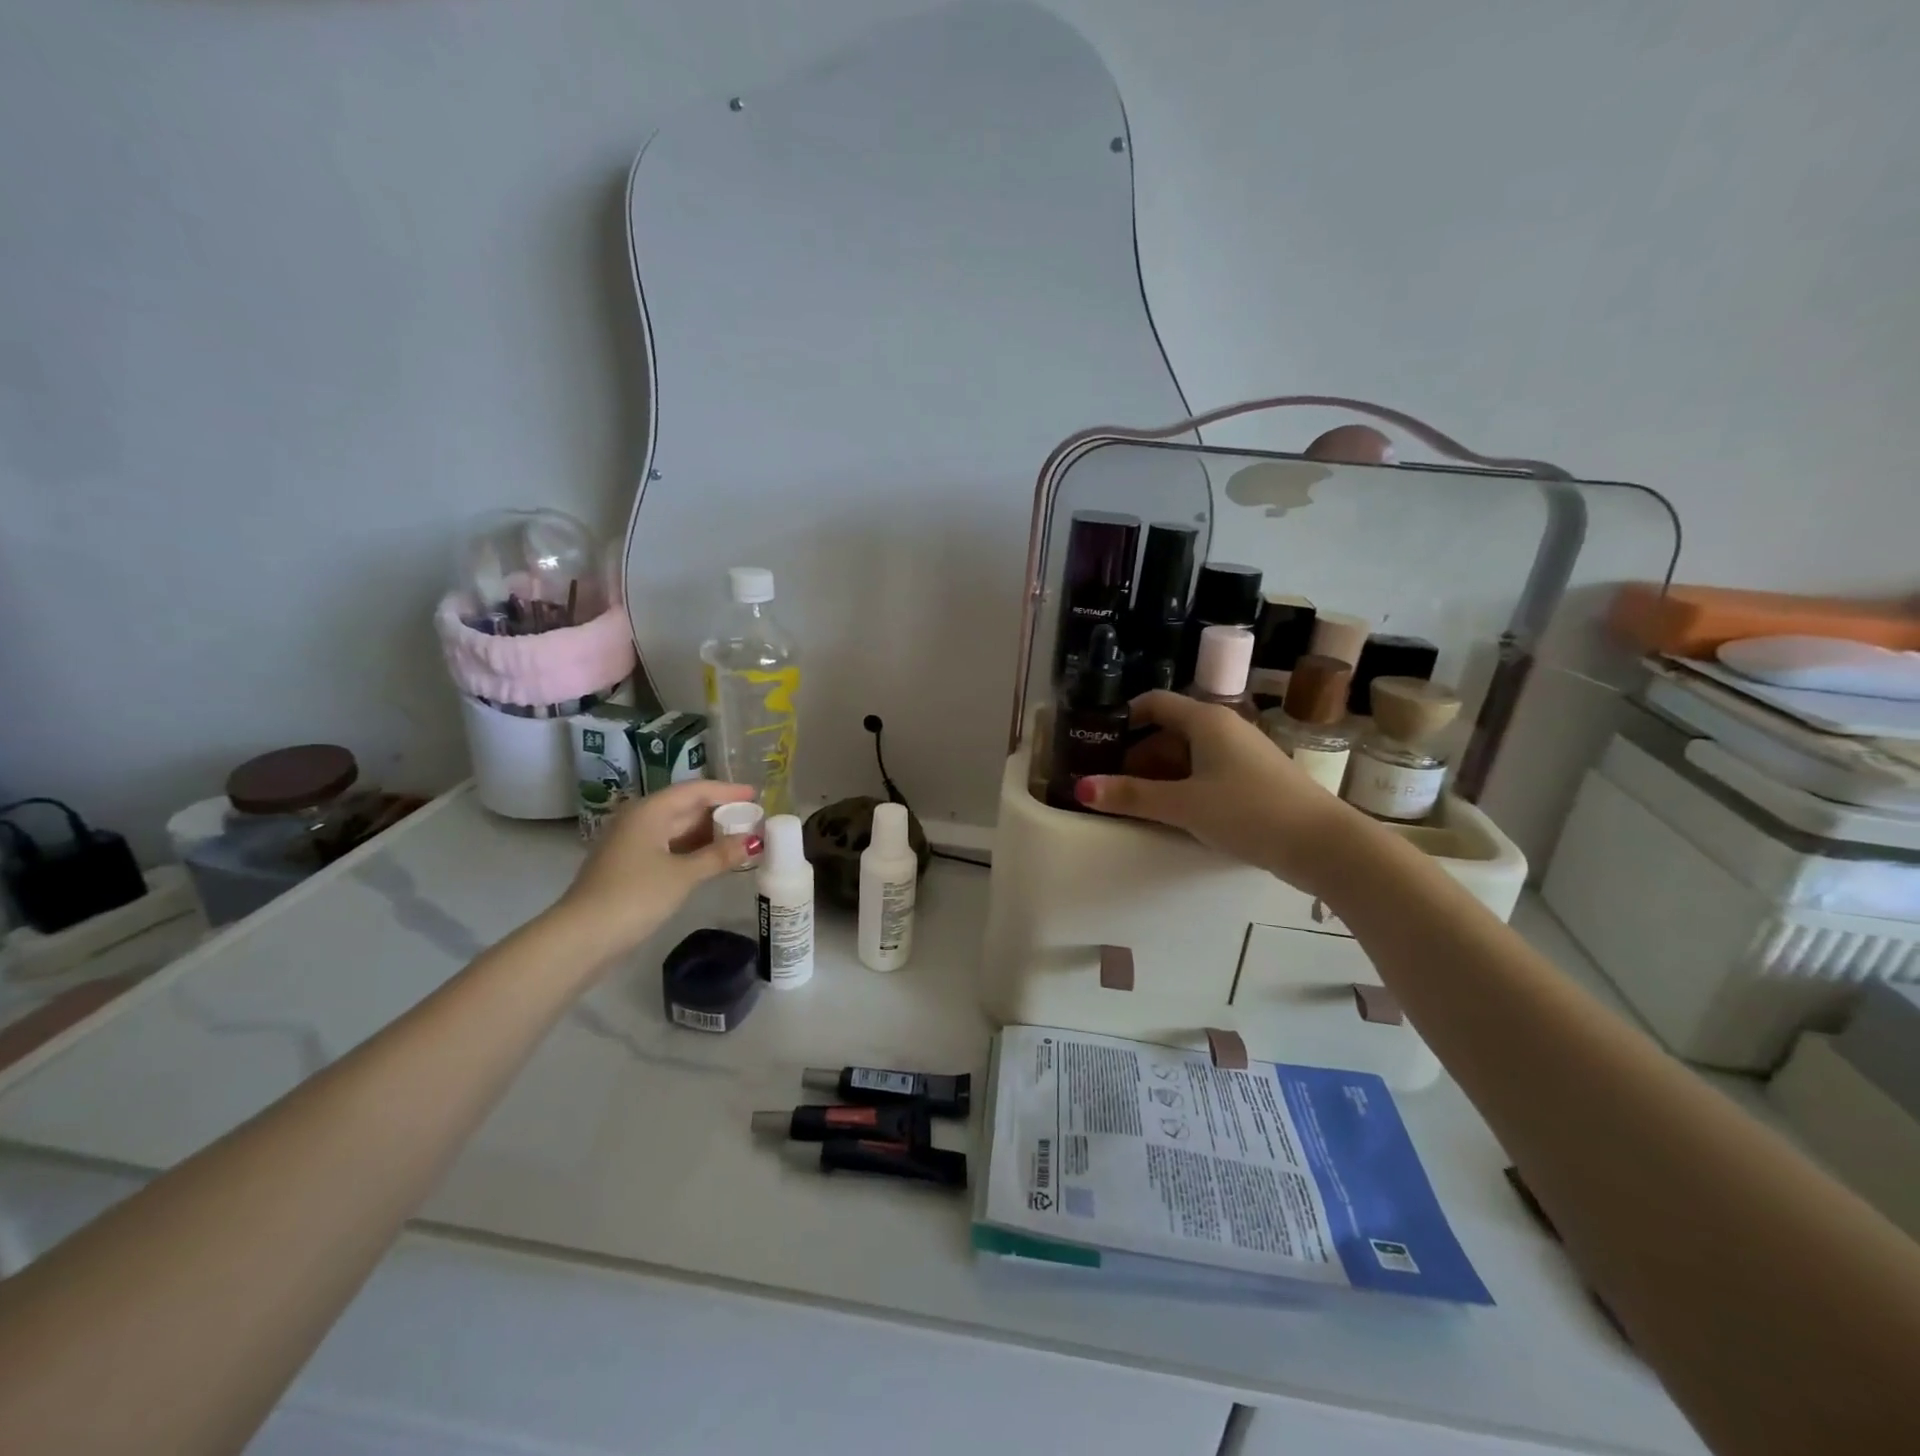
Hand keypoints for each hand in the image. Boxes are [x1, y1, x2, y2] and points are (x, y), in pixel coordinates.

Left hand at [555, 780, 758, 959]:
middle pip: (686, 807)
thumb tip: (753, 841)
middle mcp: (639, 819)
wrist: (582, 937)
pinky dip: (693, 849)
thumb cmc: (635, 896)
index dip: (727, 791)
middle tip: (754, 819)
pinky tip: (713, 859)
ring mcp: (632, 843)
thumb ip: (719, 855)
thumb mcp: (684, 875)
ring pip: (678, 829)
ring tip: (741, 839)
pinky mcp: (630, 866)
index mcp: (650, 811)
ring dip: (708, 833)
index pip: (696, 790)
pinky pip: (669, 847)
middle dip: (720, 812)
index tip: (756, 794)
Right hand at [1077, 691, 1361, 891]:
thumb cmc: (1248, 812)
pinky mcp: (1254, 779)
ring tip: (1132, 801)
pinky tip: (1172, 813)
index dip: (1123, 719)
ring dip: (1159, 774)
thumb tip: (1081, 788)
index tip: (1096, 744)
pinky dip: (1183, 786)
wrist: (1324, 844)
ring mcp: (1242, 754)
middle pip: (1168, 731)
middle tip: (1107, 782)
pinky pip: (1207, 772)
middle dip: (1136, 755)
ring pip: (1188, 755)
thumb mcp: (1183, 805)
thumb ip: (1131, 796)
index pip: (1154, 703)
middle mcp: (1225, 728)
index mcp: (1206, 720)